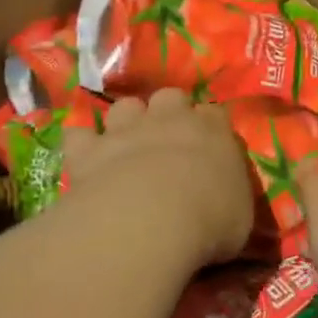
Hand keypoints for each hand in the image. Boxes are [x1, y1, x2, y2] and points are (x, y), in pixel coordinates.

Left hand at [63, 90, 252, 262]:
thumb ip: (230, 195)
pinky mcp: (89, 150)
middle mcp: (169, 119)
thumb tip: (225, 199)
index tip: (210, 146)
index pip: (216, 113)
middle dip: (169, 112)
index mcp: (213, 131)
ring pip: (126, 106)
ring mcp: (126, 130)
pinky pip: (78, 135)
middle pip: (170, 97)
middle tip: (169, 139)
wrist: (149, 220)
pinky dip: (82, 143)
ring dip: (126, 121)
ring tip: (127, 143)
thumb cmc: (208, 220)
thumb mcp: (239, 215)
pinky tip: (85, 156)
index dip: (211, 126)